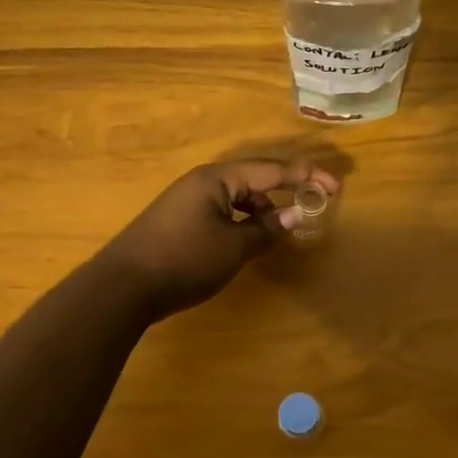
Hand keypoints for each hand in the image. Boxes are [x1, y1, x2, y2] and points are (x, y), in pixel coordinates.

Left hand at [99, 160, 339, 321]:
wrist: (122, 287)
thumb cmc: (183, 261)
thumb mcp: (233, 248)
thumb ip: (267, 229)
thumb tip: (294, 214)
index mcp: (216, 178)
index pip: (271, 170)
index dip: (305, 176)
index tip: (335, 185)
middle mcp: (202, 181)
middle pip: (254, 177)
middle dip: (285, 188)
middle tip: (314, 199)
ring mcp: (187, 199)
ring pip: (236, 195)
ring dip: (262, 208)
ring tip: (281, 229)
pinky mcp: (179, 219)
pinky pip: (222, 209)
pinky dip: (242, 219)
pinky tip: (249, 238)